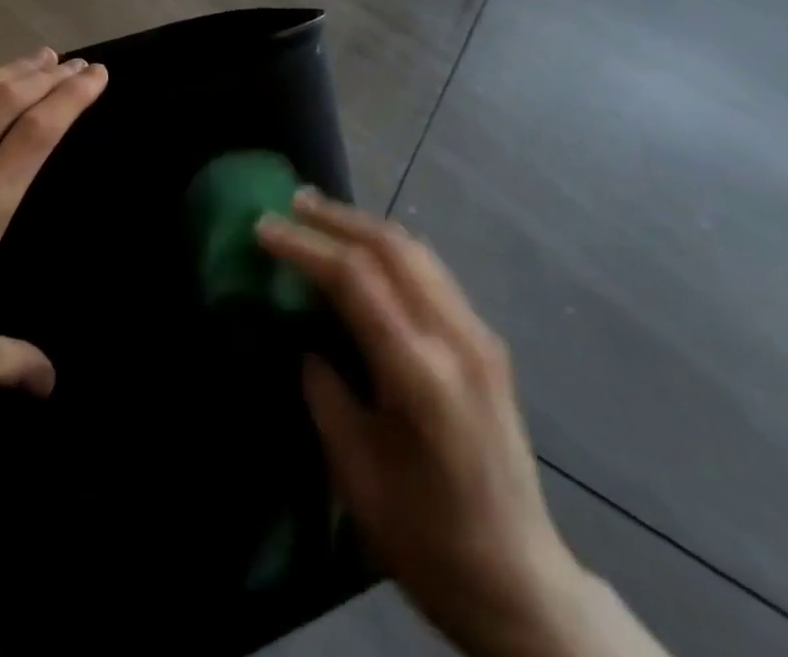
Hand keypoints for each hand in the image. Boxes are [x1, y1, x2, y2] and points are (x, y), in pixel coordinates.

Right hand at [258, 191, 582, 656]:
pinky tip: (367, 255)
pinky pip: (433, 274)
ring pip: (417, 252)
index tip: (264, 227)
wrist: (523, 585)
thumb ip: (327, 394)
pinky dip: (392, 251)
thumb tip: (308, 343)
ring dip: (366, 227)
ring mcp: (479, 336)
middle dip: (337, 218)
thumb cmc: (429, 540)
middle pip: (392, 247)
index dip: (305, 246)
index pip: (355, 279)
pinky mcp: (487, 343)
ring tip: (323, 217)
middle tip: (293, 202)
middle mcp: (456, 338)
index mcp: (421, 373)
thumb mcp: (357, 474)